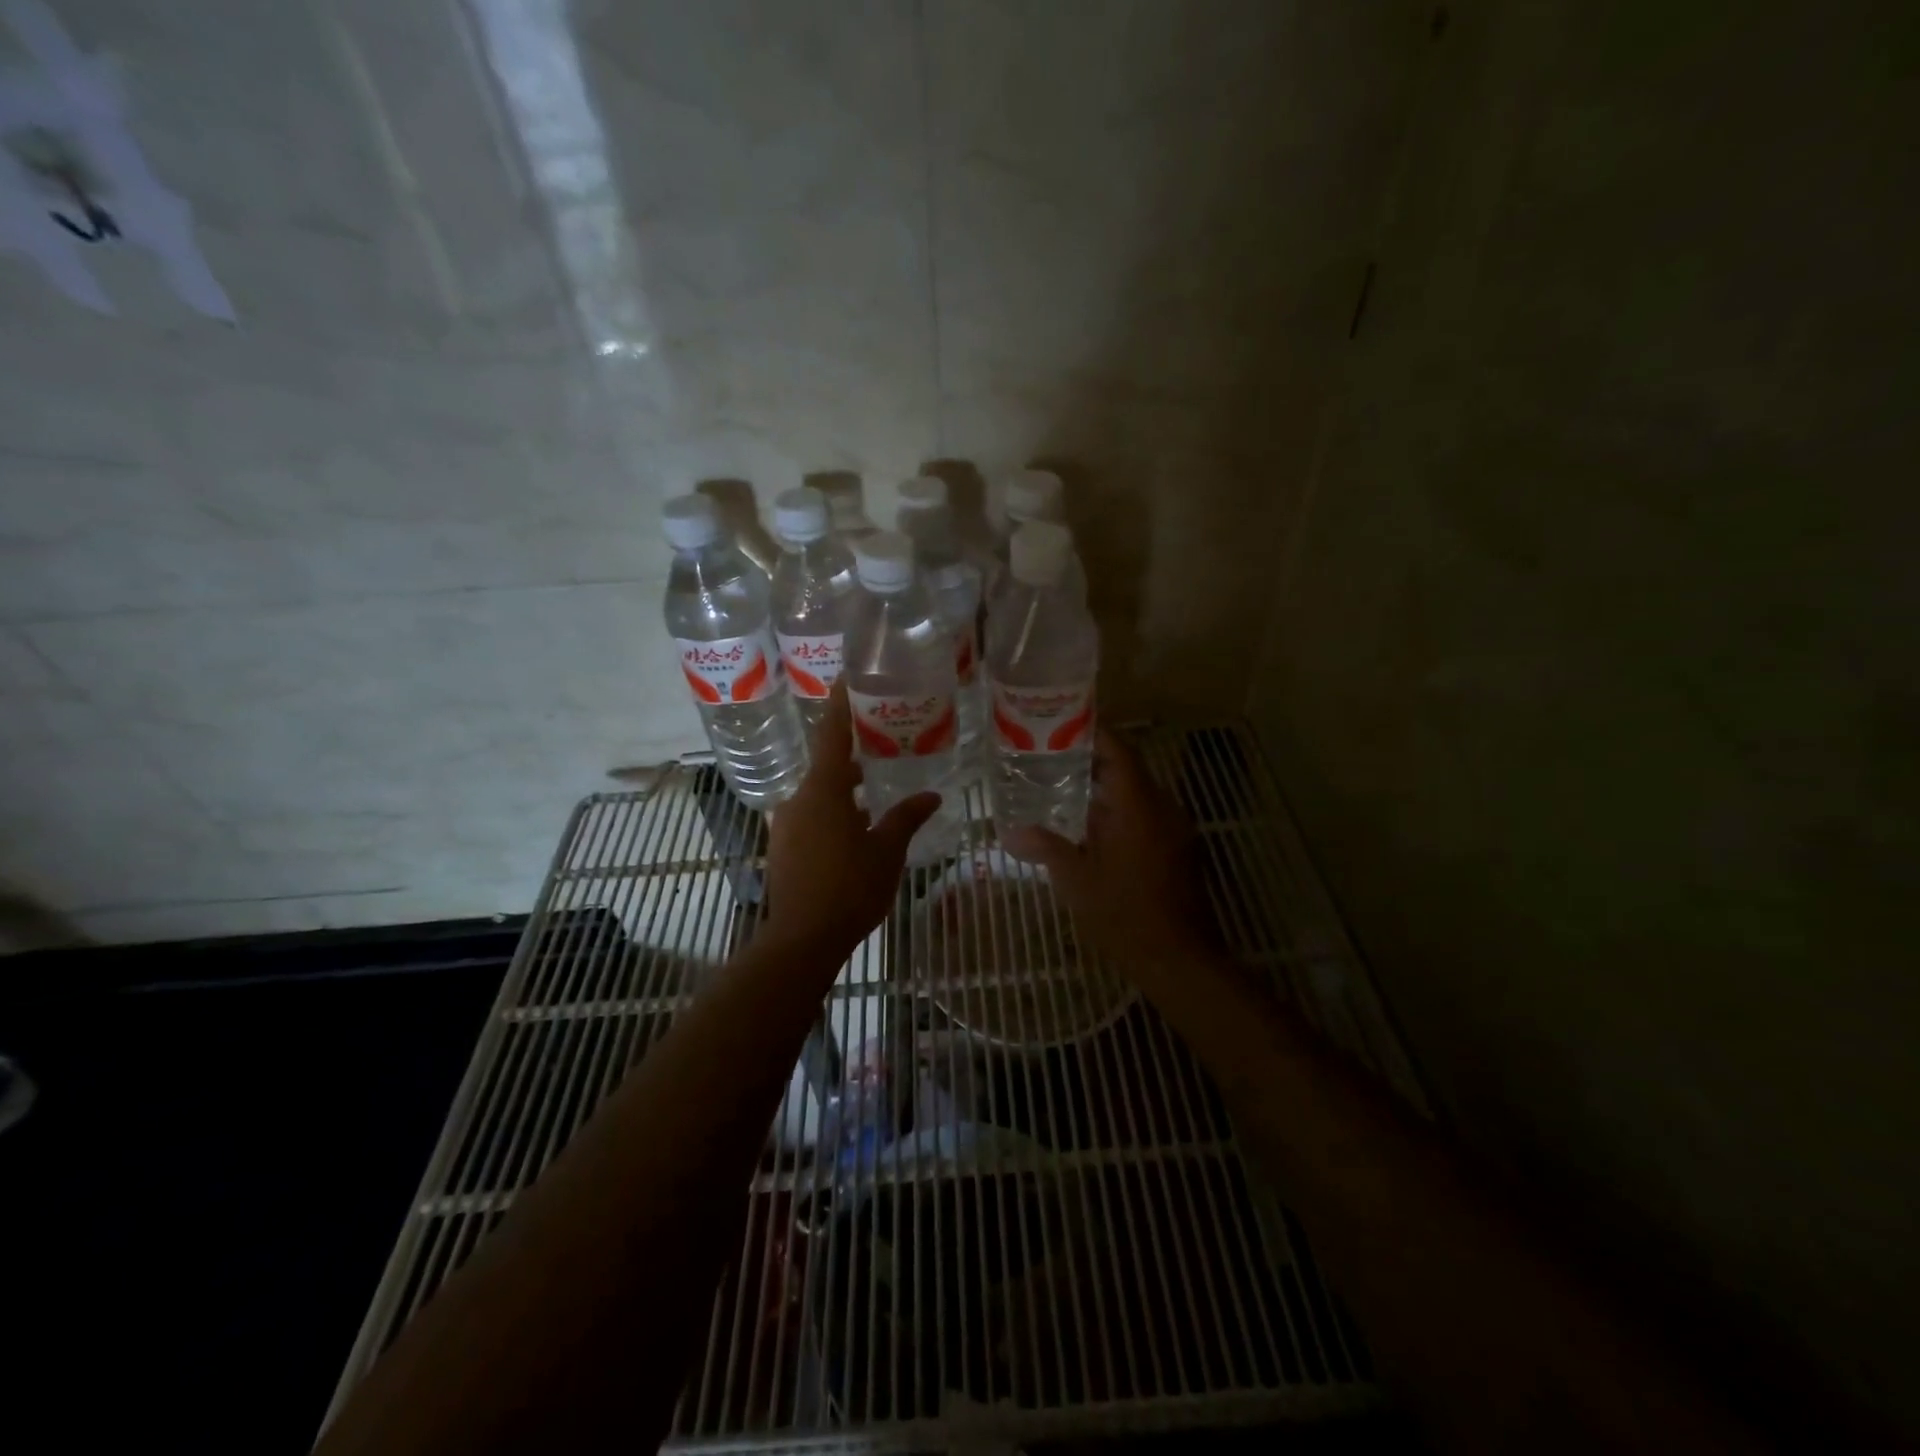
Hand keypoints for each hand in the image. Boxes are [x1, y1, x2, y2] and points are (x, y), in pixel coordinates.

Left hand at [763, 683, 940, 960]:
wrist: (802, 939)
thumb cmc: (850, 888)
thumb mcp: (887, 850)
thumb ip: (907, 817)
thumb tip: (931, 795)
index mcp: (824, 790)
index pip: (831, 734)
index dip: (840, 704)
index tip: (848, 678)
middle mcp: (799, 799)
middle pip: (827, 765)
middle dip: (854, 754)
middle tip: (884, 743)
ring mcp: (787, 824)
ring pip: (820, 794)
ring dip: (846, 789)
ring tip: (878, 791)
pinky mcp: (784, 847)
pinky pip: (812, 816)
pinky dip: (834, 813)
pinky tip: (857, 830)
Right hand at [1002, 730, 1213, 985]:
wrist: (1179, 958)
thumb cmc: (1124, 913)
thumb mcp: (1076, 879)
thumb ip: (1045, 847)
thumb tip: (1010, 832)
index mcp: (1138, 805)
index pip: (1118, 751)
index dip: (1093, 732)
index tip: (1062, 722)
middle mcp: (1162, 807)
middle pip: (1128, 768)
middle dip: (1091, 758)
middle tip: (1051, 755)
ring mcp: (1174, 828)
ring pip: (1137, 792)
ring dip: (1105, 786)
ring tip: (1063, 786)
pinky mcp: (1177, 848)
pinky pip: (1145, 814)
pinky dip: (1118, 809)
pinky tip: (1090, 826)